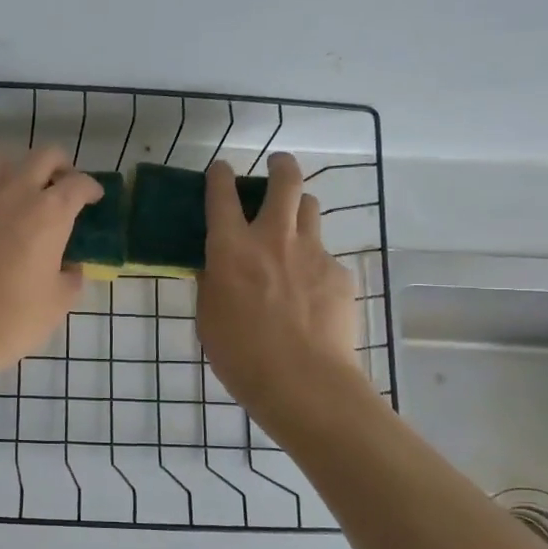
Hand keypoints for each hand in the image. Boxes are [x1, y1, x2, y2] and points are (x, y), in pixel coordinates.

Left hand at [0, 149, 103, 383]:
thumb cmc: (16, 318)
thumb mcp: (59, 301)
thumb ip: (71, 277)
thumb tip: (69, 268)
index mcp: (50, 213)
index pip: (78, 184)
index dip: (90, 188)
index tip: (93, 198)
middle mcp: (16, 194)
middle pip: (43, 156)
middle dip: (59, 165)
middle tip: (62, 184)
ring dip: (15, 167)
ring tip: (21, 187)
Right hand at [197, 152, 363, 418]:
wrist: (302, 382)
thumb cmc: (240, 354)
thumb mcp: (208, 317)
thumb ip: (213, 283)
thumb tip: (217, 267)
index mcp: (231, 249)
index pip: (222, 195)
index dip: (220, 175)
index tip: (221, 169)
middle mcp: (273, 238)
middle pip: (285, 181)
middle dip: (281, 166)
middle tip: (277, 166)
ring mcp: (312, 253)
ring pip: (311, 209)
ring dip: (299, 209)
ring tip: (293, 227)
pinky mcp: (339, 274)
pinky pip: (325, 256)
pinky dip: (314, 263)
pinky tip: (311, 293)